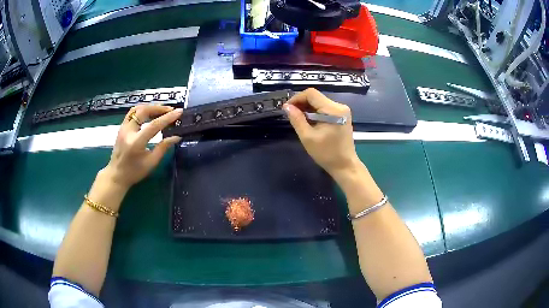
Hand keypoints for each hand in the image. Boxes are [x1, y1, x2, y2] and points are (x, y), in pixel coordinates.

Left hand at [100, 105, 182, 189]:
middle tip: (170, 110)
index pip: (154, 125)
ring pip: (137, 109)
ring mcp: (123, 128)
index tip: (179, 112)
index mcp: (136, 142)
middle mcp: (128, 132)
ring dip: (150, 107)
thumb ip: (163, 147)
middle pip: (144, 111)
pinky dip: (143, 110)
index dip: (168, 117)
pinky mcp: (122, 127)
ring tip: (161, 110)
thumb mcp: (151, 162)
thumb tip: (176, 136)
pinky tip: (150, 113)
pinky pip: (132, 113)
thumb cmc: (134, 172)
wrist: (116, 175)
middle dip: (159, 108)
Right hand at [284, 88, 358, 176]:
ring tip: (298, 119)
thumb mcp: (308, 137)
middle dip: (301, 103)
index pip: (311, 93)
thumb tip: (286, 106)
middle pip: (316, 97)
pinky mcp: (342, 115)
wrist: (345, 165)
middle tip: (291, 115)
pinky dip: (315, 112)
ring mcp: (342, 110)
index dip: (297, 98)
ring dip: (307, 108)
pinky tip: (309, 121)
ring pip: (320, 102)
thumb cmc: (326, 153)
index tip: (287, 108)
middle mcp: (339, 106)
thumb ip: (297, 119)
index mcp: (333, 110)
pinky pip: (325, 108)